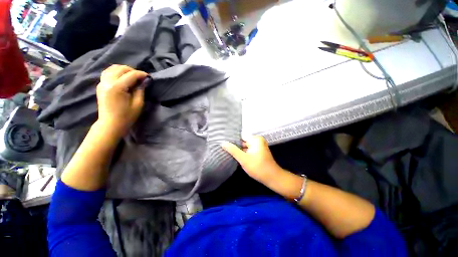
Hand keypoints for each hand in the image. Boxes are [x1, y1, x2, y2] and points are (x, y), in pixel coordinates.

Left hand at [96, 65, 147, 136]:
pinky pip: (108, 73)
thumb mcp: (138, 104)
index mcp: (117, 87)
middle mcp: (107, 82)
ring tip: (132, 76)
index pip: (130, 75)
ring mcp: (102, 83)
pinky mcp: (100, 85)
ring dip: (124, 70)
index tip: (148, 76)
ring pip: (112, 68)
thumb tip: (144, 81)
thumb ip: (140, 90)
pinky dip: (116, 72)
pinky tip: (123, 78)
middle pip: (120, 68)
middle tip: (141, 77)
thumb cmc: (126, 116)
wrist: (110, 124)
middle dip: (132, 70)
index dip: (141, 74)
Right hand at [221, 136, 281, 183]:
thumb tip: (223, 143)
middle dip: (234, 146)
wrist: (272, 178)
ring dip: (238, 151)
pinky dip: (242, 154)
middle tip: (223, 148)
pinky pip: (247, 151)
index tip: (222, 143)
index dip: (231, 141)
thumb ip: (233, 150)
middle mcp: (257, 141)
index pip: (240, 137)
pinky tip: (235, 156)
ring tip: (226, 152)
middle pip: (242, 142)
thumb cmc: (258, 167)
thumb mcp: (243, 159)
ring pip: (244, 147)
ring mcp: (258, 147)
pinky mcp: (257, 152)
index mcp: (255, 139)